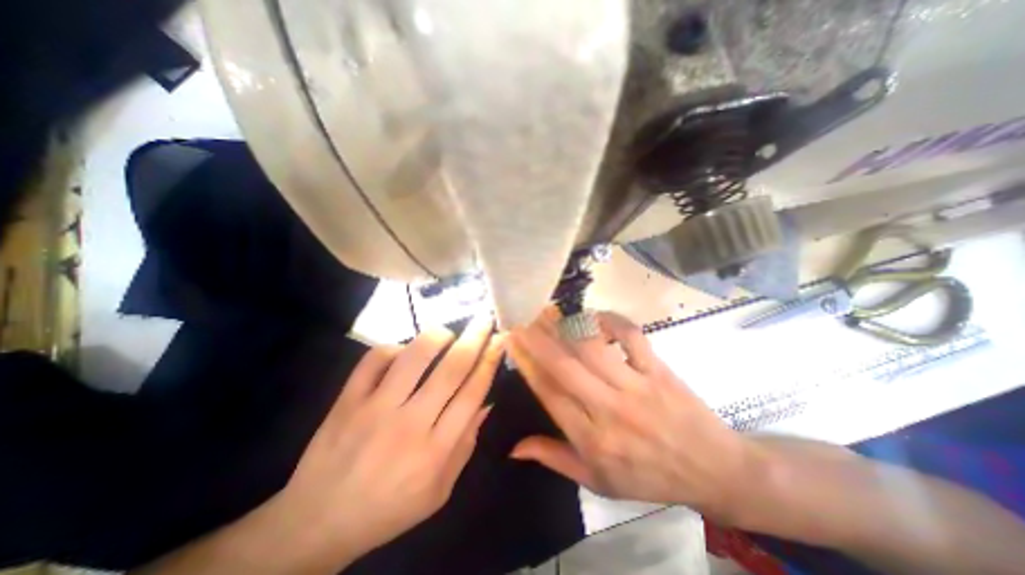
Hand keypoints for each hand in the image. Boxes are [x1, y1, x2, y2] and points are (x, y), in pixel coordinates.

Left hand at [273, 316, 501, 566]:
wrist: (317, 523)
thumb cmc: (388, 509)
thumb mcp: (439, 491)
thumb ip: (466, 445)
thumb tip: (486, 402)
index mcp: (435, 450)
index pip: (472, 393)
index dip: (489, 361)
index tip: (500, 340)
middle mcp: (409, 424)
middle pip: (451, 370)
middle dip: (474, 339)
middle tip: (484, 320)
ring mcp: (374, 409)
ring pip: (413, 357)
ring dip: (437, 336)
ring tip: (448, 333)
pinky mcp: (347, 400)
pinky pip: (374, 359)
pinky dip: (394, 347)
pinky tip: (404, 351)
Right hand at [509, 312, 750, 518]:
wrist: (713, 469)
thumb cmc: (648, 477)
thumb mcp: (598, 482)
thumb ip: (554, 458)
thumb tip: (514, 447)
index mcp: (592, 438)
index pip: (549, 393)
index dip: (526, 363)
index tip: (511, 341)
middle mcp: (610, 409)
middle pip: (565, 366)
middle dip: (537, 338)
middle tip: (521, 316)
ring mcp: (637, 385)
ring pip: (593, 348)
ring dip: (567, 327)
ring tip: (549, 312)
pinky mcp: (658, 369)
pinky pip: (631, 336)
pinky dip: (611, 321)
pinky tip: (594, 316)